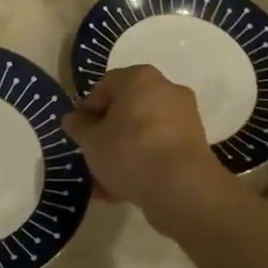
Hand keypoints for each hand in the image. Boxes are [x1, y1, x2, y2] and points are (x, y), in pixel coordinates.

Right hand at [61, 64, 227, 219]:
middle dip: (107, 133)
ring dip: (122, 152)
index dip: (87, 109)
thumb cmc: (129, 151)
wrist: (181, 187)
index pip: (105, 86)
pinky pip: (159, 149)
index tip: (78, 132)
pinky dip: (142, 163)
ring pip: (142, 133)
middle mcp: (166, 90)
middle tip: (91, 154)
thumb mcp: (91, 141)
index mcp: (139, 78)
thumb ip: (78, 127)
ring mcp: (184, 117)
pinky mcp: (194, 144)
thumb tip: (73, 119)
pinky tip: (123, 189)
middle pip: (126, 110)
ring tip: (104, 181)